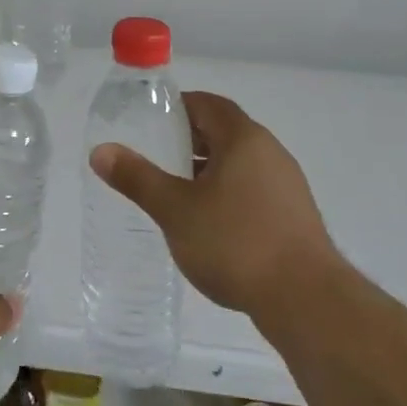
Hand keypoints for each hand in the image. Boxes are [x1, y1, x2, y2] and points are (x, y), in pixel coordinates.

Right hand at [89, 91, 341, 320]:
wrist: (306, 300)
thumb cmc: (235, 242)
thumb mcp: (175, 209)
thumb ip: (137, 178)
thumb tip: (100, 151)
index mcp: (243, 139)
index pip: (209, 104)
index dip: (179, 106)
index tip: (151, 120)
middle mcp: (271, 152)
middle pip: (225, 132)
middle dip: (190, 140)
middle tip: (156, 155)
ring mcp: (287, 185)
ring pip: (240, 163)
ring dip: (209, 169)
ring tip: (177, 191)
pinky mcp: (295, 216)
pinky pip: (254, 189)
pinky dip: (228, 192)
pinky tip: (210, 223)